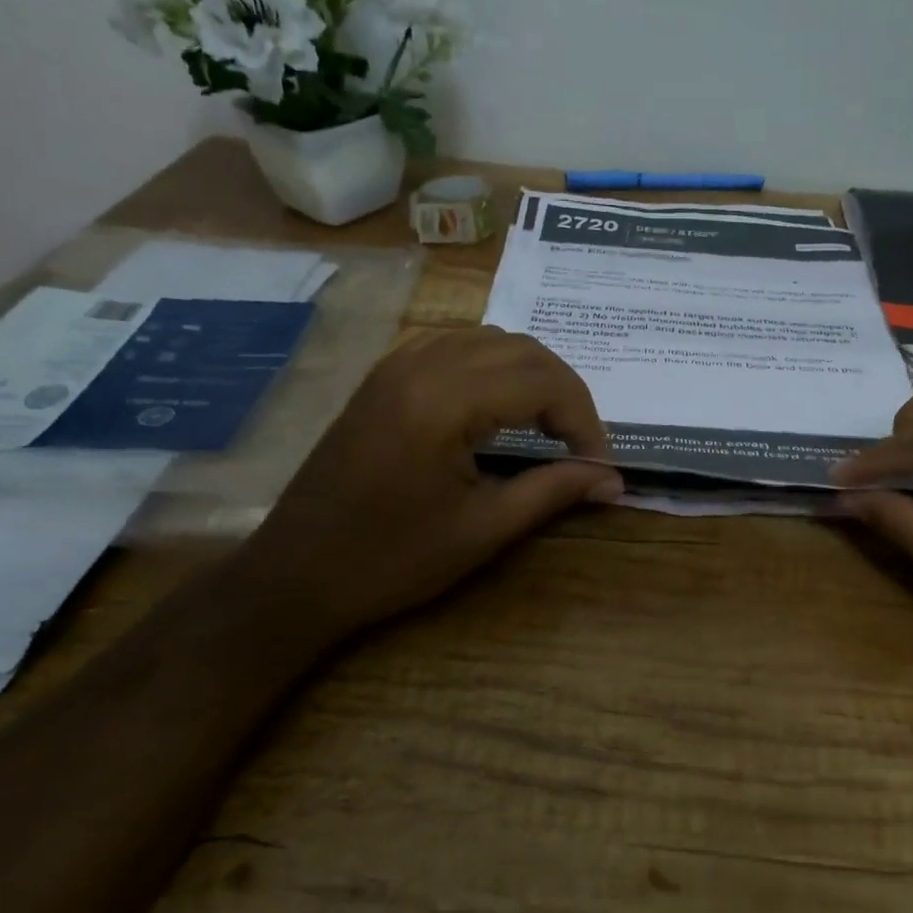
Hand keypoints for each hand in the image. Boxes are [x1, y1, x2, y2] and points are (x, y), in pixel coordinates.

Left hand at [241, 327, 620, 636]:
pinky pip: (455, 345)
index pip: (543, 381)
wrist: (298, 572)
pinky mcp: (385, 375)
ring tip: (550, 424)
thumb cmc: (392, 560)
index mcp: (444, 402)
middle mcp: (421, 365)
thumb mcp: (483, 530)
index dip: (584, 420)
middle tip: (580, 444)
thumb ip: (554, 492)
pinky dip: (493, 366)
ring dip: (532, 374)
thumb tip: (614, 481)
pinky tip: (500, 405)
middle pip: (522, 349)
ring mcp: (397, 364)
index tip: (598, 464)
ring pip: (490, 339)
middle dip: (565, 392)